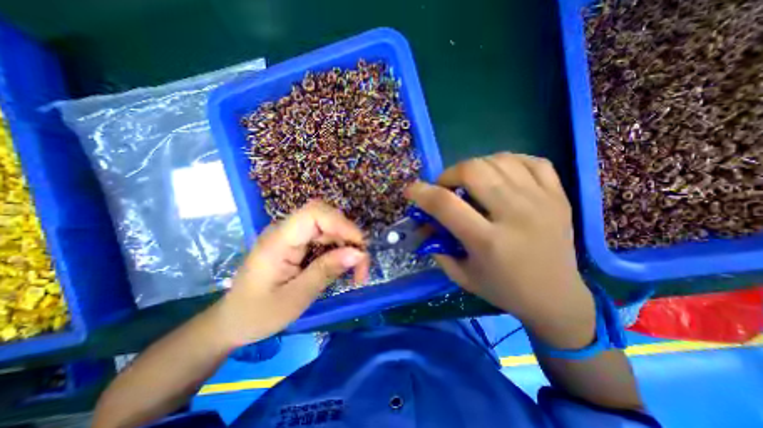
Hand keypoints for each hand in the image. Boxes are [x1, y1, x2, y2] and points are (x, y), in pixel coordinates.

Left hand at [214, 200, 368, 347]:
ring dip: (347, 243)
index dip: (342, 224)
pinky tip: (343, 265)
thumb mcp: (295, 298)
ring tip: (357, 270)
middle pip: (325, 217)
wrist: (233, 321)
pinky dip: (339, 248)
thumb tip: (358, 253)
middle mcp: (285, 231)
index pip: (314, 214)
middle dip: (349, 236)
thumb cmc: (258, 314)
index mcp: (278, 241)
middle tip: (361, 264)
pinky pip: (324, 237)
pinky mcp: (296, 243)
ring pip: (328, 226)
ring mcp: (291, 235)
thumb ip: (326, 271)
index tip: (360, 247)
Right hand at [405, 152, 594, 347]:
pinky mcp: (558, 195)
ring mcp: (542, 201)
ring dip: (474, 167)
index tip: (411, 190)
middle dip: (449, 174)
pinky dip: (507, 162)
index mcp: (488, 241)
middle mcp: (516, 215)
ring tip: (470, 182)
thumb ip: (438, 247)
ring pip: (499, 160)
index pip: (446, 204)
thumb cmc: (503, 290)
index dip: (421, 192)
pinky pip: (530, 160)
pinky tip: (499, 175)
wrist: (558, 297)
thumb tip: (424, 222)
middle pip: (473, 171)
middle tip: (445, 187)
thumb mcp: (461, 275)